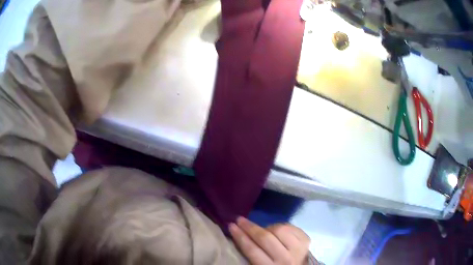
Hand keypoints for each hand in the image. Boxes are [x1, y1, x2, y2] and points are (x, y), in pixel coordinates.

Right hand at [229, 217, 310, 264]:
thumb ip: (253, 255)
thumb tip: (242, 235)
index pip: (252, 250)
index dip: (240, 236)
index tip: (231, 226)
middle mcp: (285, 259)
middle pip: (265, 238)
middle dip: (250, 227)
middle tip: (240, 219)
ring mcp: (298, 249)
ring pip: (280, 229)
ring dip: (268, 227)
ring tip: (262, 230)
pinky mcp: (306, 241)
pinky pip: (291, 227)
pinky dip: (281, 226)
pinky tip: (275, 229)